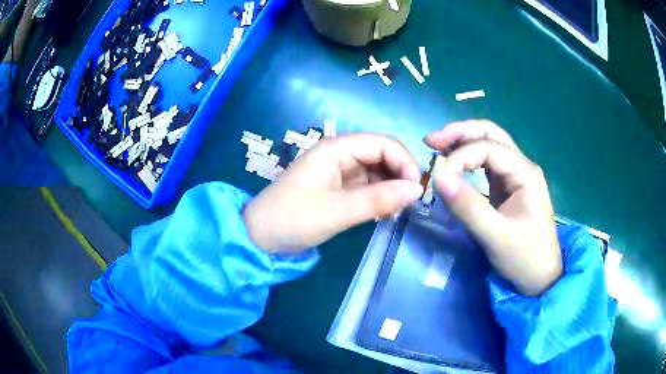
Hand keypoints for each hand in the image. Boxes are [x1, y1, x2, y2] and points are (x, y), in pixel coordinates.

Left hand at [243, 133, 423, 253]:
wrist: (261, 237)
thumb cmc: (294, 218)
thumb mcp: (338, 210)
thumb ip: (379, 199)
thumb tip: (418, 190)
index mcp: (337, 149)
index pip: (383, 143)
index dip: (404, 162)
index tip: (417, 189)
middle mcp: (340, 154)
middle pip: (382, 156)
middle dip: (399, 176)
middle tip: (409, 204)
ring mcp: (339, 172)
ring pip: (377, 172)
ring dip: (390, 189)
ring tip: (395, 212)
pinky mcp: (338, 188)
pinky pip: (367, 187)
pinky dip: (379, 198)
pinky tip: (383, 214)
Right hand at [425, 120, 561, 295]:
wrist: (541, 277)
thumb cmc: (524, 258)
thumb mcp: (495, 236)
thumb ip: (467, 206)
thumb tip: (438, 178)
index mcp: (525, 173)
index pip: (488, 148)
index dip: (460, 156)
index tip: (439, 177)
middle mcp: (522, 166)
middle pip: (491, 134)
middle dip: (460, 133)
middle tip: (430, 142)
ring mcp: (516, 175)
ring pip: (489, 144)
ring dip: (463, 142)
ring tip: (437, 148)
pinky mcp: (509, 187)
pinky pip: (488, 163)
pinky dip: (468, 159)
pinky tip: (454, 164)